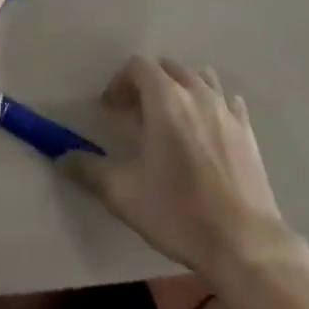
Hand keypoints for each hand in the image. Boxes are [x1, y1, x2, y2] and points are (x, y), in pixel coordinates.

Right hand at [60, 55, 303, 284]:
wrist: (244, 243)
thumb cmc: (179, 212)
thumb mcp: (124, 194)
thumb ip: (89, 170)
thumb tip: (61, 157)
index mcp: (165, 98)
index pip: (138, 65)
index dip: (120, 82)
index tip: (111, 109)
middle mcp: (196, 92)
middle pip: (168, 67)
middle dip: (148, 83)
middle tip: (136, 115)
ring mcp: (226, 109)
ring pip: (199, 77)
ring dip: (182, 88)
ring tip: (173, 119)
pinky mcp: (247, 130)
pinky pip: (227, 101)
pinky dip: (213, 106)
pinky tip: (208, 131)